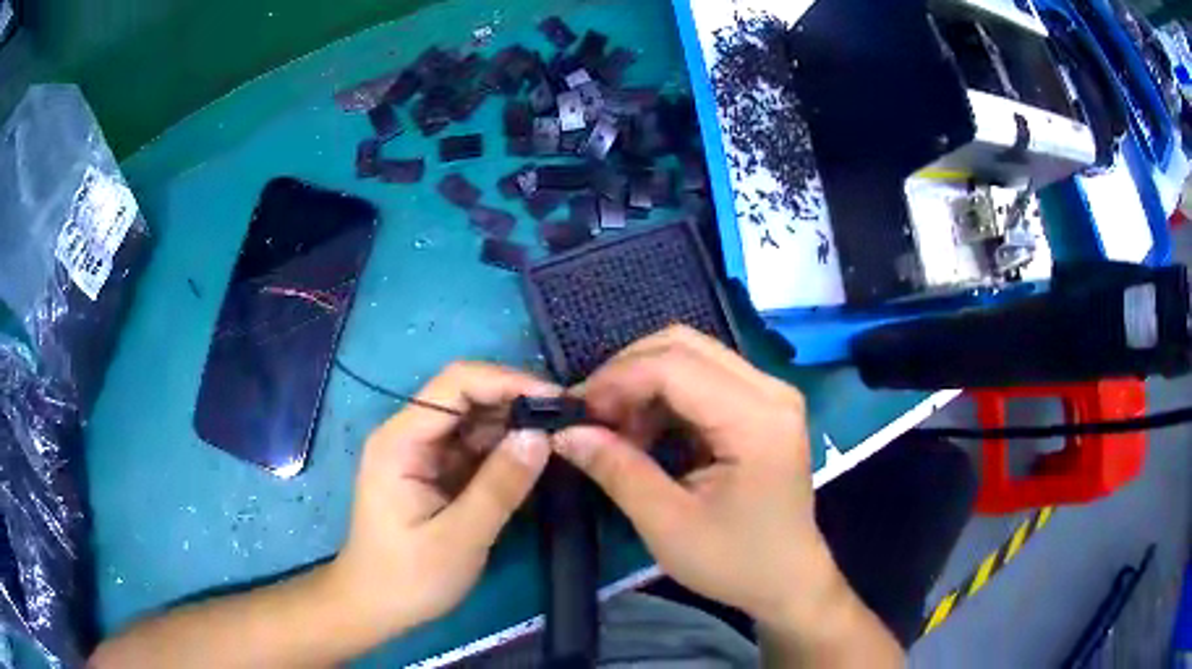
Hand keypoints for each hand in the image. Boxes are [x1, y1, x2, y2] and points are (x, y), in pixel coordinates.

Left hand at [330, 362, 558, 635]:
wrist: (376, 607)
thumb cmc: (409, 578)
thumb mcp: (459, 538)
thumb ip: (499, 487)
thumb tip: (541, 435)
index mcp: (401, 441)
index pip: (456, 384)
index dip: (508, 382)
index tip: (557, 402)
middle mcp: (409, 435)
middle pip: (467, 396)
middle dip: (517, 402)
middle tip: (569, 421)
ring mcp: (422, 452)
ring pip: (475, 420)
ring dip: (516, 426)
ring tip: (562, 438)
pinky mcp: (436, 471)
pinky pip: (476, 447)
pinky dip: (506, 451)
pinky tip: (535, 460)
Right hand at [553, 326, 836, 626]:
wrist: (787, 579)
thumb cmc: (734, 561)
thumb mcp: (667, 524)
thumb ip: (617, 470)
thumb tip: (566, 432)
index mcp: (756, 419)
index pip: (674, 366)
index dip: (617, 380)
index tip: (577, 411)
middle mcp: (771, 390)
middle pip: (683, 345)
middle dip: (627, 372)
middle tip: (593, 416)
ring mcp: (771, 393)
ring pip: (692, 354)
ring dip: (644, 382)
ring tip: (618, 429)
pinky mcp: (763, 405)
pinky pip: (704, 376)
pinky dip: (665, 394)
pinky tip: (647, 431)